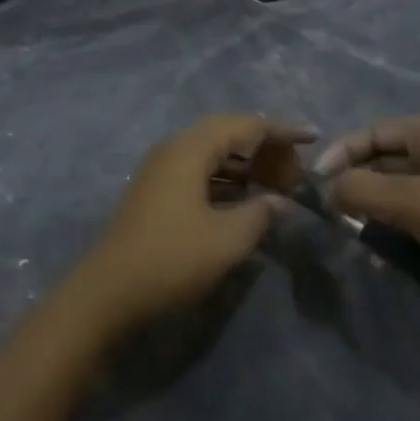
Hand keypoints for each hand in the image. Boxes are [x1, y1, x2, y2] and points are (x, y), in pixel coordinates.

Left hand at [73, 115, 312, 333]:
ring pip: (212, 153)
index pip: (245, 126)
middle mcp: (174, 149)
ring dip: (245, 164)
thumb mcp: (226, 240)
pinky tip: (244, 201)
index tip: (313, 137)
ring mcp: (161, 170)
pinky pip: (200, 171)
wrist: (106, 295)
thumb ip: (260, 213)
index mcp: (190, 149)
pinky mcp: (156, 192)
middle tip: (294, 169)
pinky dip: (227, 179)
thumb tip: (280, 201)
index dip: (281, 131)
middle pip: (227, 134)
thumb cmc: (171, 260)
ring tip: (276, 184)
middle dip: (264, 147)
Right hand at [316, 116, 419, 289]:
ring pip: (403, 194)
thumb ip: (360, 190)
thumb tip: (329, 188)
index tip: (318, 182)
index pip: (375, 132)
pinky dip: (401, 233)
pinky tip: (389, 260)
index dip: (342, 152)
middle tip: (337, 216)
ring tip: (362, 243)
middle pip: (388, 162)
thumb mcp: (408, 201)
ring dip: (378, 215)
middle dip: (359, 188)